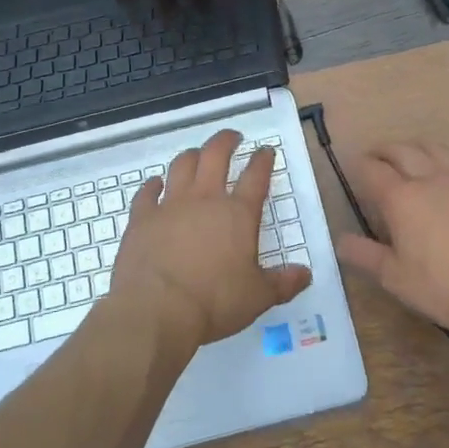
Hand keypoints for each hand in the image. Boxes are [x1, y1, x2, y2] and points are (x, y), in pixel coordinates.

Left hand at [111, 129, 311, 348]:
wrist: (156, 310)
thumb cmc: (214, 302)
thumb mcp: (258, 297)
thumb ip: (283, 283)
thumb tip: (306, 273)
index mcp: (238, 214)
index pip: (255, 176)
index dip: (263, 160)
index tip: (266, 151)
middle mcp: (205, 199)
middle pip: (216, 155)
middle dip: (226, 141)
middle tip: (233, 137)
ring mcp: (170, 205)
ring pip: (181, 165)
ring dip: (191, 155)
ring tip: (197, 155)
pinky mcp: (142, 217)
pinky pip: (147, 192)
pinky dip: (152, 185)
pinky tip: (155, 184)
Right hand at [335, 141, 448, 329]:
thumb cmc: (442, 287)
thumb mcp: (394, 278)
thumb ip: (365, 255)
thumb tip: (340, 240)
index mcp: (401, 198)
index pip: (372, 169)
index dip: (359, 165)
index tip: (354, 166)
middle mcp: (430, 178)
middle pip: (402, 150)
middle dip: (384, 149)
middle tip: (377, 155)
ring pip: (436, 149)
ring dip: (417, 147)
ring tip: (413, 155)